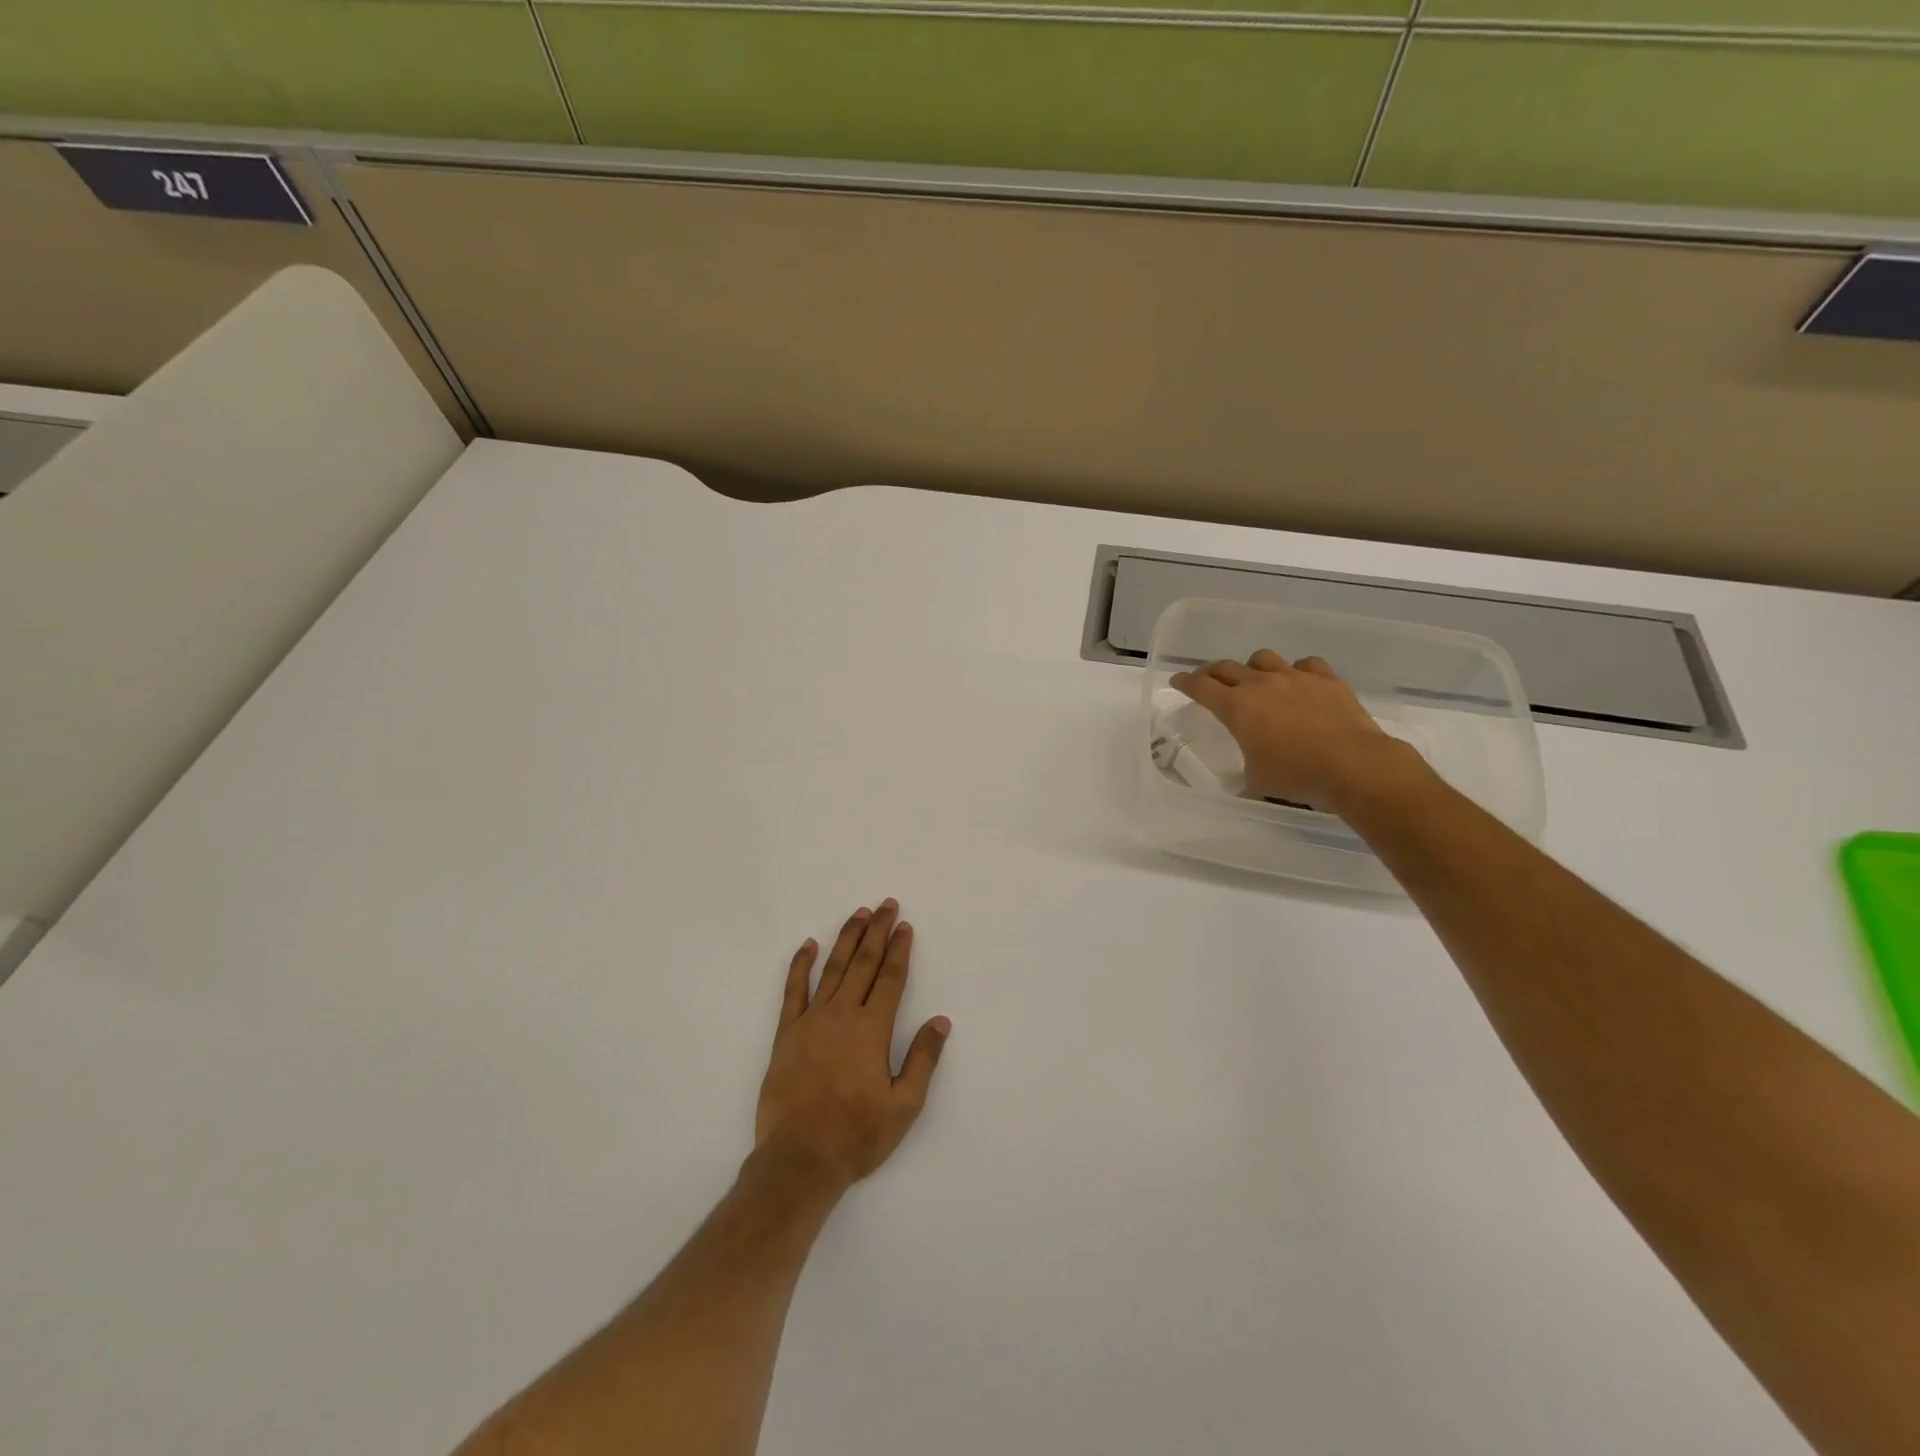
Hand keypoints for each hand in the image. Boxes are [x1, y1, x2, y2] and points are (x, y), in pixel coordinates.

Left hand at [754, 900, 950, 1194]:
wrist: (799, 1159)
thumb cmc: (857, 1136)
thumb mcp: (904, 1106)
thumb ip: (923, 1059)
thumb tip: (941, 1021)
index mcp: (872, 1030)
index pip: (891, 978)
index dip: (900, 950)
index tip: (905, 926)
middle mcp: (843, 1015)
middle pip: (864, 963)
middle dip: (877, 931)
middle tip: (886, 905)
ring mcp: (811, 1021)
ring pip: (832, 969)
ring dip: (847, 939)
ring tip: (859, 914)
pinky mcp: (786, 1033)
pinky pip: (793, 991)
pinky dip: (800, 965)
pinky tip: (808, 945)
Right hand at [1170, 650, 1429, 812]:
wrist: (1353, 765)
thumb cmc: (1295, 775)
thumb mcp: (1255, 778)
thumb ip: (1246, 763)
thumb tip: (1250, 765)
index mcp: (1236, 707)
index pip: (1200, 687)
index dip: (1185, 683)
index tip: (1178, 682)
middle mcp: (1261, 684)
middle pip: (1227, 667)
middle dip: (1212, 673)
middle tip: (1209, 681)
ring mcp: (1295, 677)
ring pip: (1263, 658)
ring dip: (1253, 667)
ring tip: (1255, 679)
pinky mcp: (1326, 679)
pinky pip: (1305, 664)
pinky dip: (1296, 671)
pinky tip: (1299, 683)